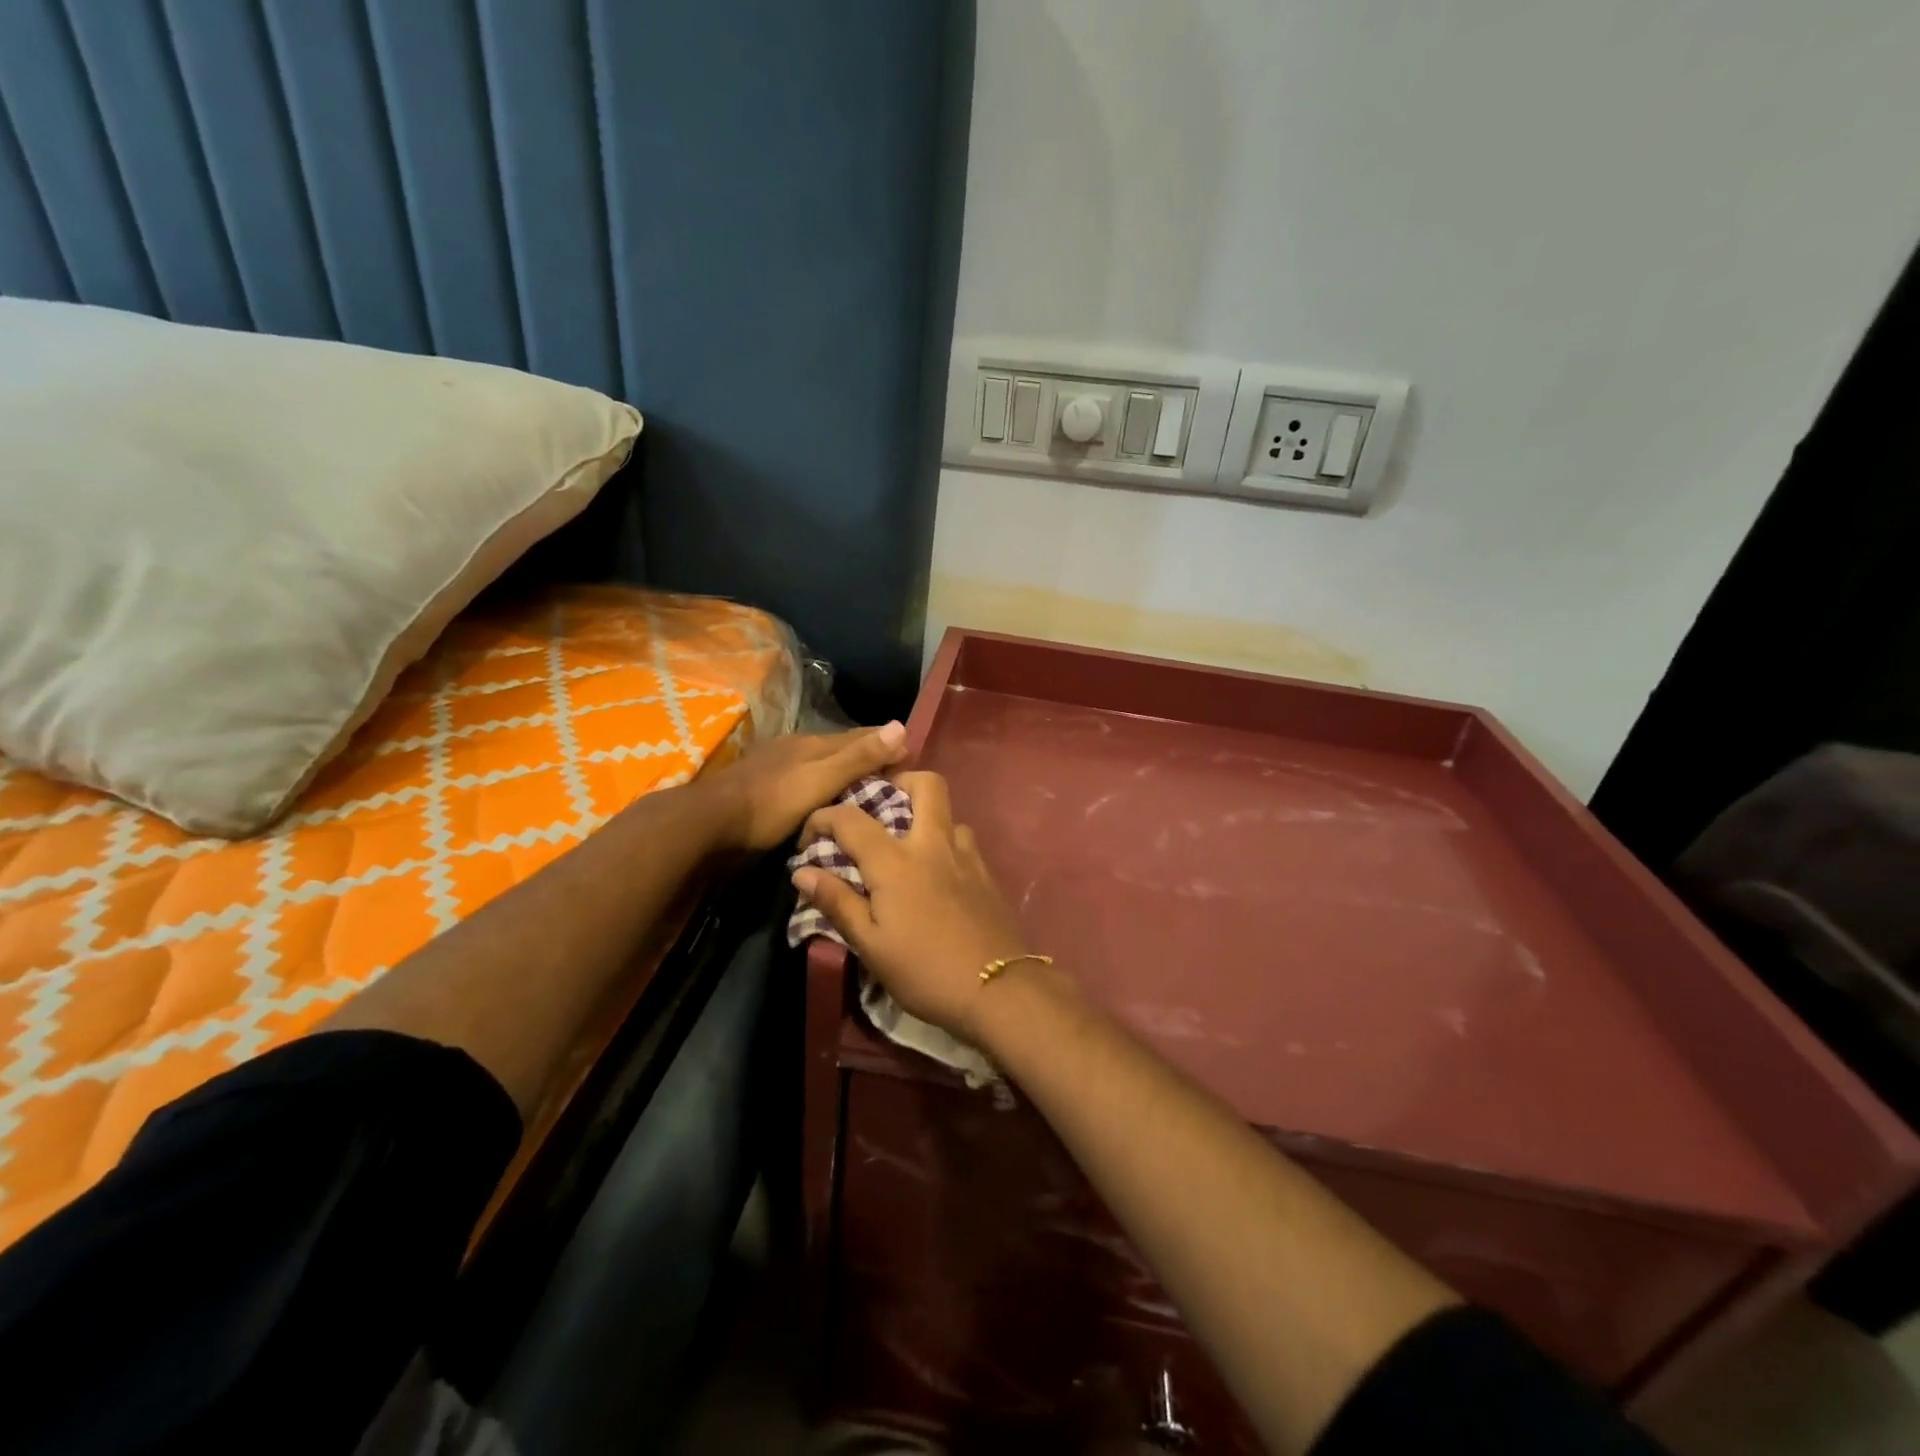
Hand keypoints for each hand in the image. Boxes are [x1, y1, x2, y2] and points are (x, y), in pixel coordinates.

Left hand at [712, 722, 906, 851]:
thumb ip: (858, 757)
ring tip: (869, 794)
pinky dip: (824, 791)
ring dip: (845, 776)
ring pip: (822, 767)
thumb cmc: (771, 802)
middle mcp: (797, 749)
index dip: (887, 743)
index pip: (861, 736)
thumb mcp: (820, 779)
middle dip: (868, 759)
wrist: (710, 824)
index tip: (913, 755)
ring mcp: (778, 768)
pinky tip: (828, 805)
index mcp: (813, 743)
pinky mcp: (765, 790)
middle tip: (897, 780)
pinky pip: (806, 785)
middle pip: (841, 750)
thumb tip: (902, 726)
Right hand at [792, 771, 1030, 1038]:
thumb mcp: (870, 944)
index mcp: (896, 861)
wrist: (998, 991)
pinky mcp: (987, 874)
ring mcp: (966, 856)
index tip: (809, 838)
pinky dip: (945, 844)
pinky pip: (964, 842)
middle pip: (926, 784)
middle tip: (879, 806)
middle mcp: (933, 844)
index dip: (823, 818)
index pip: (851, 819)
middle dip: (899, 781)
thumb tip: (802, 871)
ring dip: (926, 817)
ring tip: (908, 847)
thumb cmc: (924, 971)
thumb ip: (837, 902)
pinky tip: (936, 875)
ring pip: (949, 813)